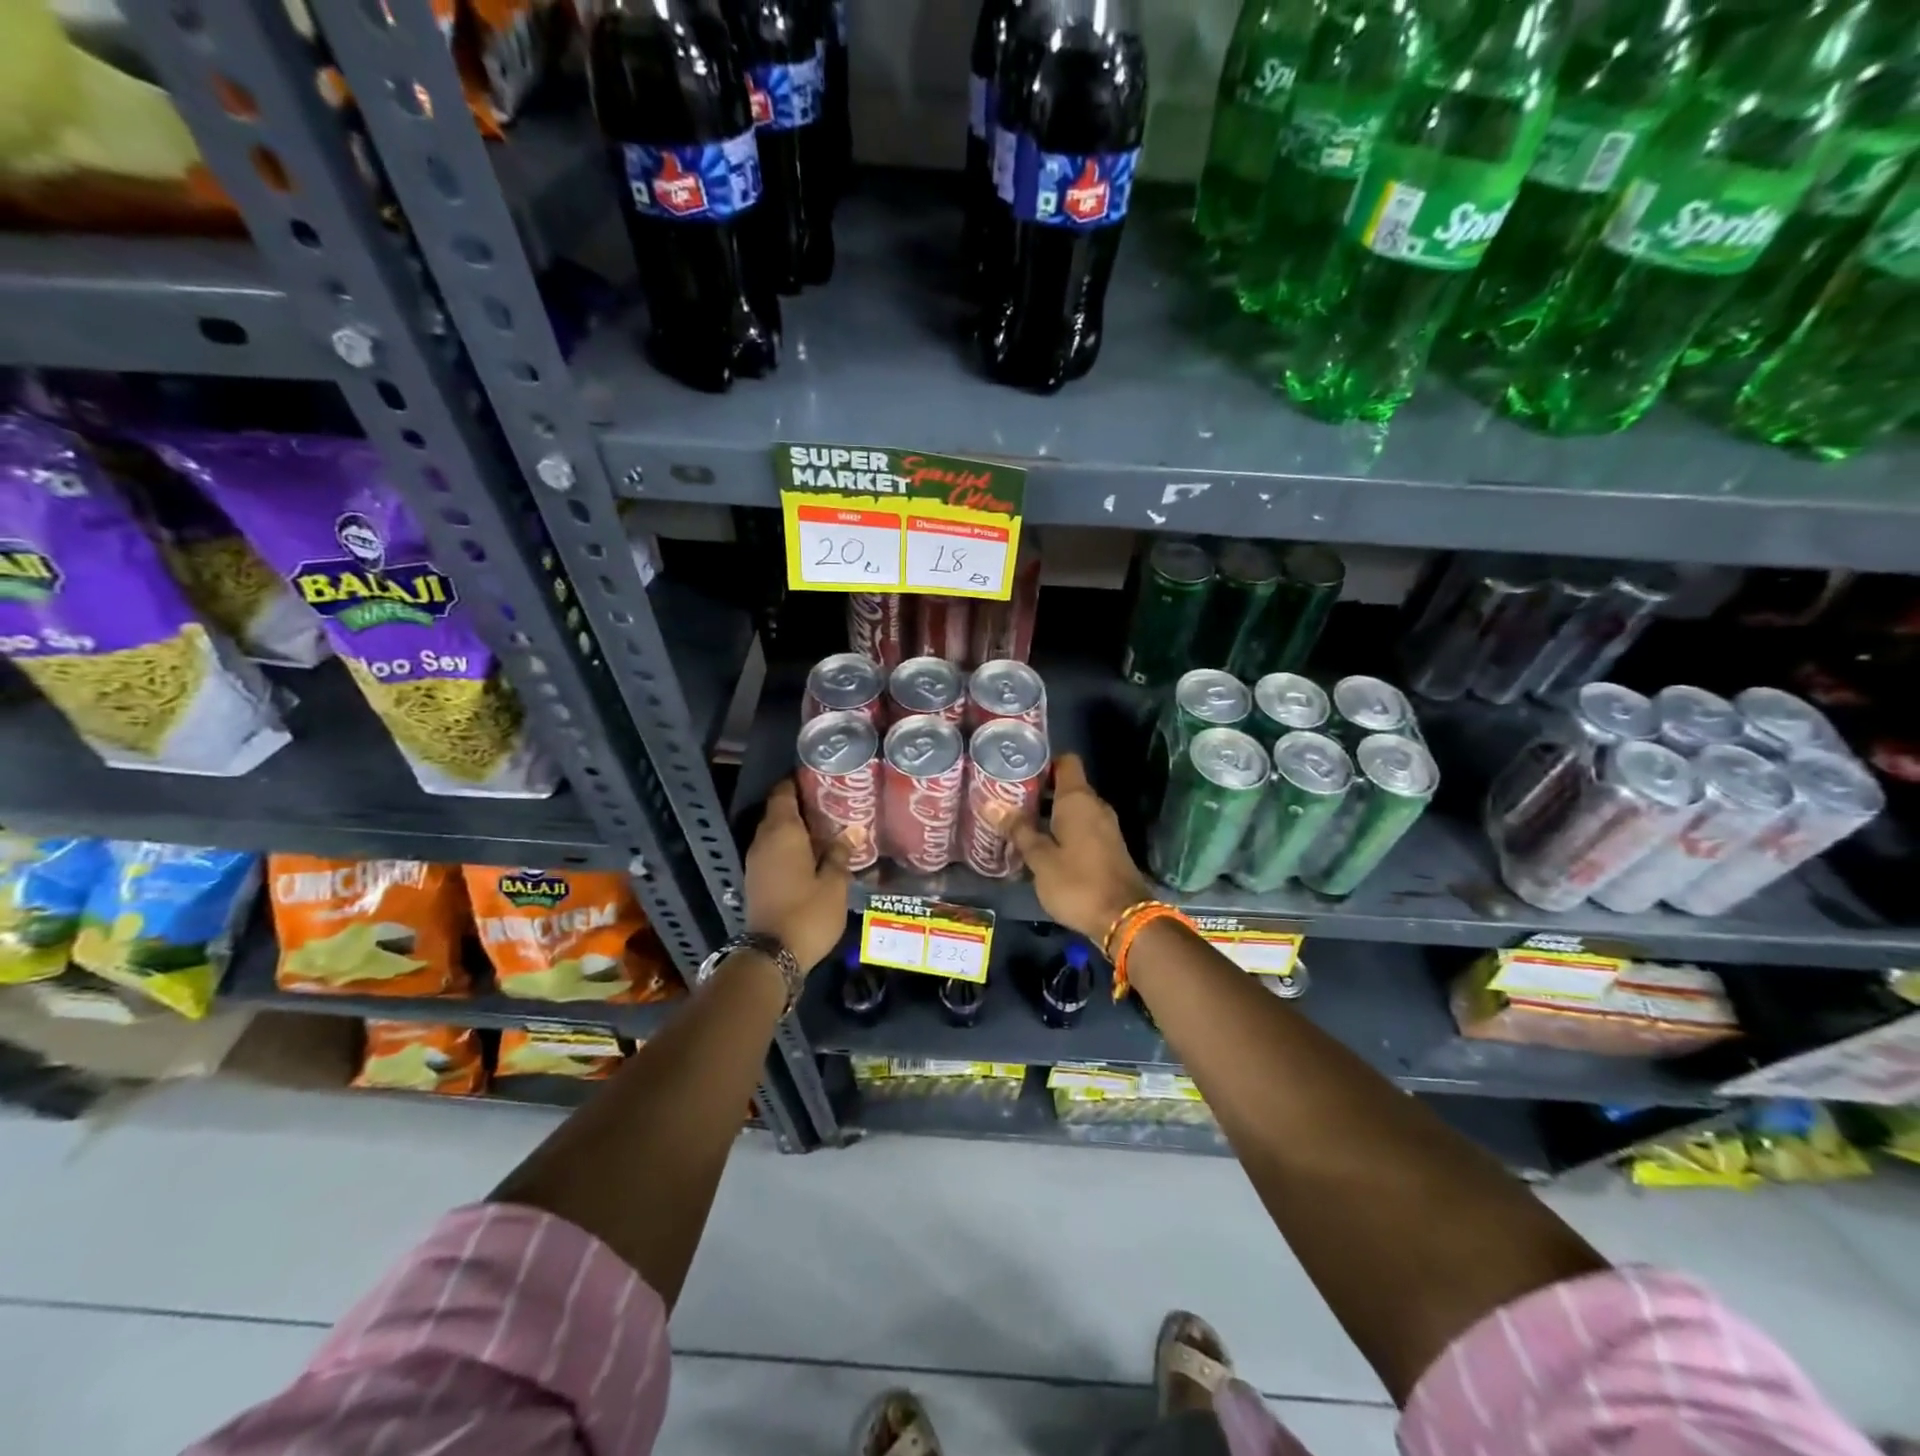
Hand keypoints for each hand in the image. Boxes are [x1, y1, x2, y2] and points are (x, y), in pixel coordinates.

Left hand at [745, 779, 851, 971]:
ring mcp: (756, 861)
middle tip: (831, 802)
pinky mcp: (756, 880)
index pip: (783, 793)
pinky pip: (772, 851)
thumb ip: (840, 853)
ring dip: (795, 827)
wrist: (772, 955)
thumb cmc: (808, 912)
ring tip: (826, 827)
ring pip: (774, 833)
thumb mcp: (834, 883)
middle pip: (778, 811)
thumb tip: (853, 831)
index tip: (819, 778)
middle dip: (801, 804)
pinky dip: (789, 846)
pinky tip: (812, 854)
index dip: (798, 782)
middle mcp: (764, 840)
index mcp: (782, 832)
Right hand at [1011, 753, 1151, 946]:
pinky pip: (1082, 826)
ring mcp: (1105, 826)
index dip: (1043, 761)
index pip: (1065, 761)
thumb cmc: (1077, 883)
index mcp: (1078, 800)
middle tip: (1008, 800)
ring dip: (1048, 813)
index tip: (1018, 771)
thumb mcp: (1040, 859)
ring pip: (1073, 809)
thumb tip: (991, 803)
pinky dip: (1062, 830)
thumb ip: (1018, 829)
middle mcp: (1095, 806)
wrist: (1124, 919)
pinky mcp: (1108, 846)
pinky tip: (1041, 845)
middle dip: (1038, 791)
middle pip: (1066, 785)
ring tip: (1018, 824)